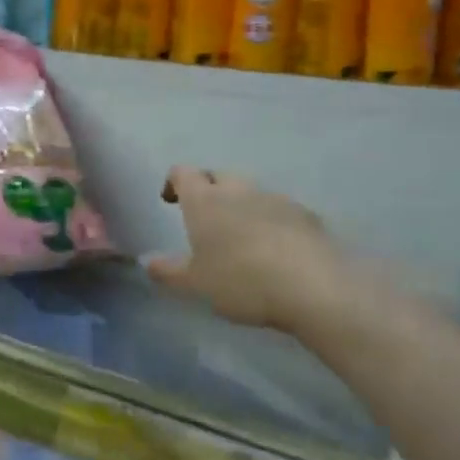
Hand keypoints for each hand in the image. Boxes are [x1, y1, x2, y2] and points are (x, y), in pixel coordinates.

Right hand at [145, 166, 422, 338]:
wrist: (312, 286)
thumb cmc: (241, 280)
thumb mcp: (196, 284)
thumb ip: (168, 271)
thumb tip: (147, 261)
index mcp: (205, 201)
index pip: (183, 173)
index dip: (174, 182)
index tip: (170, 200)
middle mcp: (238, 190)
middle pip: (218, 175)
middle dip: (208, 189)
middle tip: (204, 218)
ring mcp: (275, 199)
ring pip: (250, 192)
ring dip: (240, 206)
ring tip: (240, 238)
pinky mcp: (305, 215)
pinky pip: (279, 210)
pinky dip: (270, 221)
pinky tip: (274, 250)